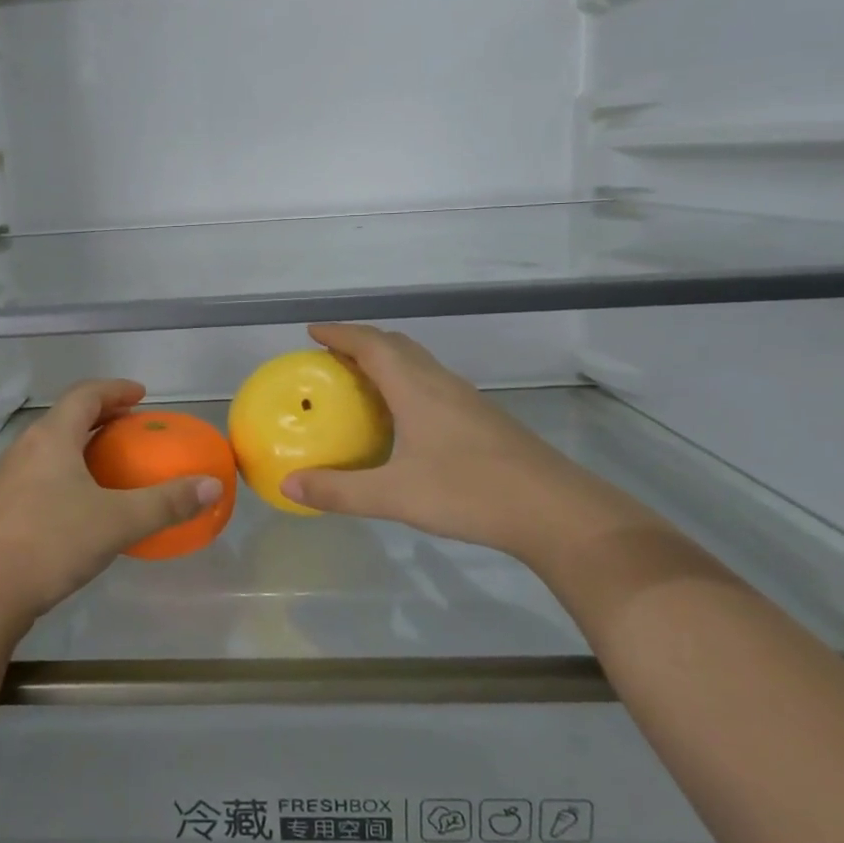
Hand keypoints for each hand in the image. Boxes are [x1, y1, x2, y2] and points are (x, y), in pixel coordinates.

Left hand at [0, 380, 226, 634]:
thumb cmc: (51, 543)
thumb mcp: (117, 522)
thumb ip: (166, 503)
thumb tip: (212, 485)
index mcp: (51, 437)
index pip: (84, 395)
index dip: (115, 389)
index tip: (140, 395)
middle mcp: (25, 448)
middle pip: (66, 418)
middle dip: (101, 417)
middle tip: (131, 427)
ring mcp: (6, 479)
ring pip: (50, 447)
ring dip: (81, 446)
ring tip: (110, 464)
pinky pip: (39, 474)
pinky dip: (66, 472)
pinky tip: (80, 505)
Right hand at [280, 324, 658, 565]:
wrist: (555, 511)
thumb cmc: (469, 493)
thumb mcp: (395, 496)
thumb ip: (339, 491)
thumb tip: (288, 484)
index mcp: (416, 389)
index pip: (371, 345)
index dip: (340, 333)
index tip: (313, 331)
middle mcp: (441, 384)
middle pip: (397, 346)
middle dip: (361, 342)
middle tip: (331, 357)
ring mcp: (466, 401)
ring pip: (419, 364)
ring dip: (386, 362)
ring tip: (360, 382)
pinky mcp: (482, 419)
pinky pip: (433, 385)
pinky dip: (406, 384)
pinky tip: (403, 419)